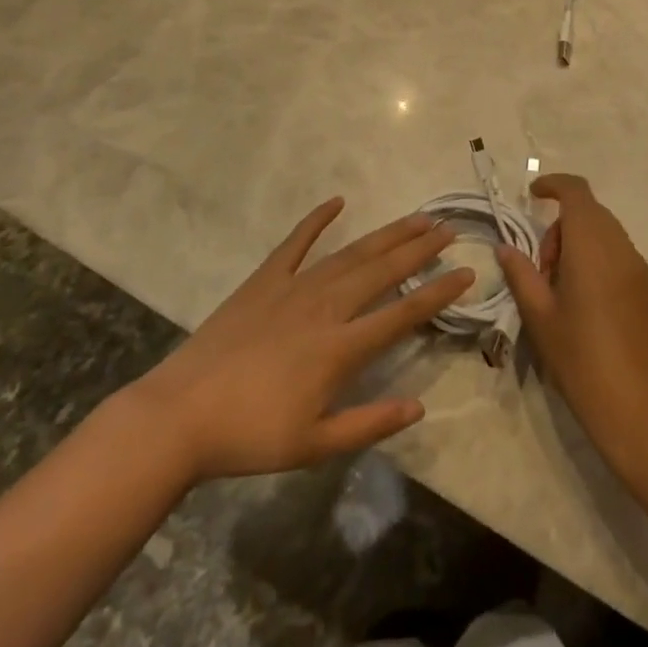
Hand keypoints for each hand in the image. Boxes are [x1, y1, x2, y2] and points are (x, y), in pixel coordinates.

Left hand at [128, 198, 473, 481]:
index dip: (437, 292)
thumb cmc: (250, 434)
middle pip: (382, 271)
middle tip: (448, 227)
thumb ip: (369, 424)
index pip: (402, 314)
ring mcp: (293, 288)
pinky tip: (336, 202)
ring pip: (350, 254)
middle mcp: (325, 307)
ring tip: (415, 218)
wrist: (180, 414)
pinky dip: (316, 221)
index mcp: (340, 348)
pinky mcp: (264, 280)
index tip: (466, 272)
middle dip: (419, 248)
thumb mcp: (314, 445)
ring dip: (386, 235)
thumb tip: (418, 407)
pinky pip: (295, 243)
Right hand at [496, 174, 647, 469]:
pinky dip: (599, 262)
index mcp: (593, 248)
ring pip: (607, 235)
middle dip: (561, 228)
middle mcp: (623, 249)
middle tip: (541, 269)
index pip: (577, 193)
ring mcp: (643, 271)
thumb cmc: (583, 362)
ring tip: (562, 291)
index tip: (533, 196)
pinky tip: (588, 306)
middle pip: (591, 213)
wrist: (644, 414)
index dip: (554, 185)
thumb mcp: (541, 319)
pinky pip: (621, 258)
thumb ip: (522, 275)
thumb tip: (506, 248)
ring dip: (580, 245)